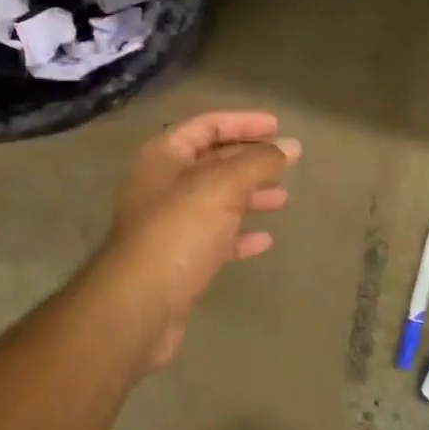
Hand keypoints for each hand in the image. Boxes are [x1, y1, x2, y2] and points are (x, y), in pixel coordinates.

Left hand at [90, 110, 300, 369]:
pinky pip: (214, 238)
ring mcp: (168, 225)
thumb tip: (291, 146)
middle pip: (212, 161)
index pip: (207, 125)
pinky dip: (239, 235)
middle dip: (250, 160)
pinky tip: (265, 240)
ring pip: (216, 200)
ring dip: (249, 196)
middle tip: (287, 162)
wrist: (137, 308)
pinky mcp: (177, 261)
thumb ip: (259, 162)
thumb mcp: (223, 186)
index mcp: (164, 157)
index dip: (243, 122)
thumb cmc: (178, 231)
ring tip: (283, 199)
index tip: (278, 127)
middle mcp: (162, 185)